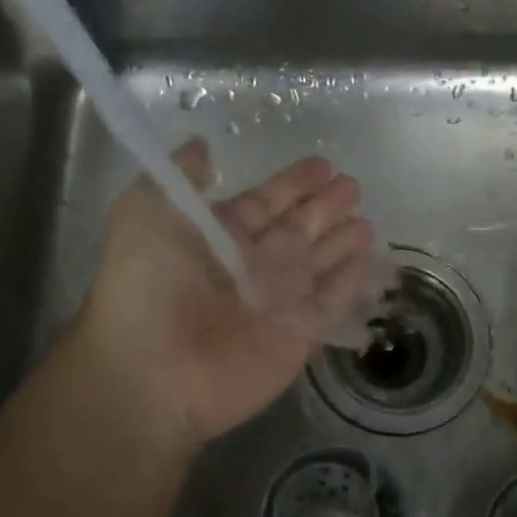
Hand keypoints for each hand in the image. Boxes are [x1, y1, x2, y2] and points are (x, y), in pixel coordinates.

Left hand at [72, 139, 381, 448]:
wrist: (152, 370)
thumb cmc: (147, 284)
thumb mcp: (147, 211)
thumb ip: (180, 176)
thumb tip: (203, 145)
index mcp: (219, 236)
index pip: (265, 202)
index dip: (292, 184)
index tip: (323, 165)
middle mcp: (251, 265)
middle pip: (297, 228)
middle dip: (324, 207)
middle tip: (353, 185)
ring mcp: (277, 301)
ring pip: (319, 262)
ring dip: (342, 241)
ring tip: (367, 220)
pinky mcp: (299, 334)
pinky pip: (332, 300)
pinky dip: (351, 280)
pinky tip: (369, 258)